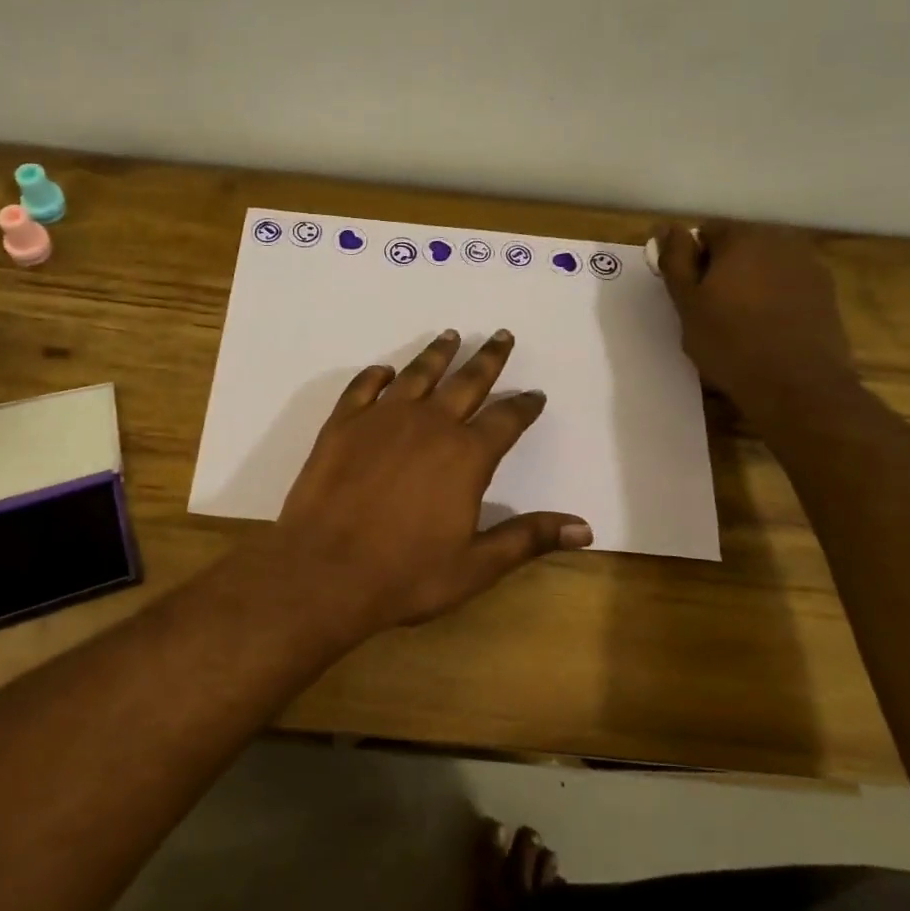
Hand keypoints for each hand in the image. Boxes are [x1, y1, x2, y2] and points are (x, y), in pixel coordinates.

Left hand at [269, 329, 591, 637]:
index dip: (524, 406)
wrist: (323, 571)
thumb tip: (586, 528)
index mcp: (466, 456)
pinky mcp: (342, 423)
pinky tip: (384, 370)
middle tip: (501, 335)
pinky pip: (364, 387)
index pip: (507, 420)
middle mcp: (429, 424)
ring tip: (451, 335)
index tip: (535, 394)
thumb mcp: (476, 566)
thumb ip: (529, 539)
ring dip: (437, 354)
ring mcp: (382, 418)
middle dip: (489, 359)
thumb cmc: (405, 574)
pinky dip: (376, 375)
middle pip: (467, 381)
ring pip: (418, 374)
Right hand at [652, 220, 855, 408]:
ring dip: (749, 282)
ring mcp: (808, 265)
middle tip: (710, 309)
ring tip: (740, 320)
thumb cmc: (729, 342)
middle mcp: (779, 240)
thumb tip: (667, 227)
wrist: (797, 385)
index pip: (705, 232)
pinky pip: (788, 284)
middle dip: (722, 268)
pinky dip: (774, 297)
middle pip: (738, 245)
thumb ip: (675, 260)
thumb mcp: (687, 303)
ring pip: (765, 265)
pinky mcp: (826, 292)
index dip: (691, 260)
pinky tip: (768, 328)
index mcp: (741, 238)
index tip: (688, 292)